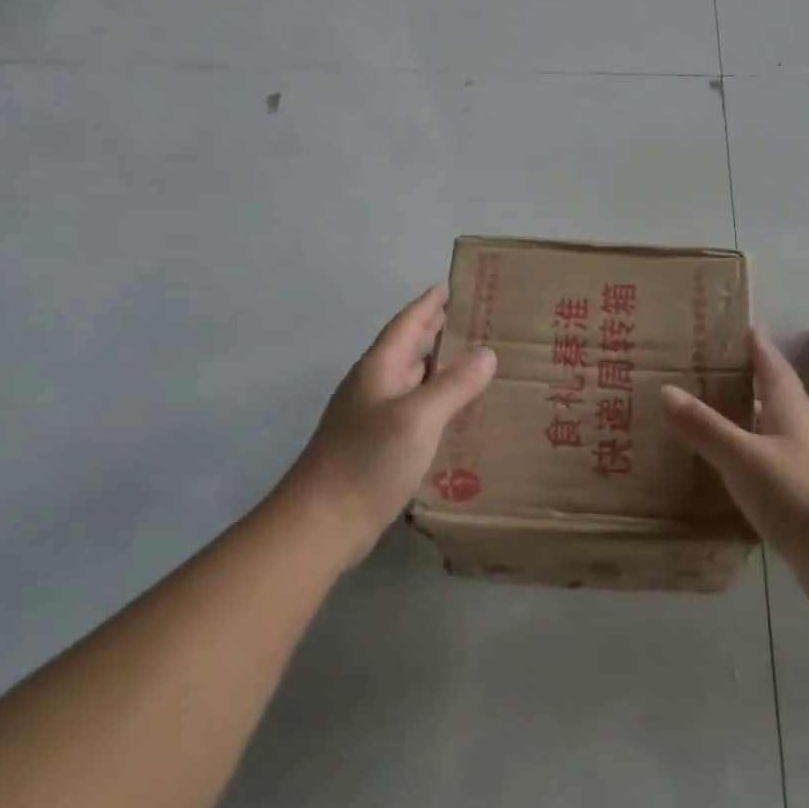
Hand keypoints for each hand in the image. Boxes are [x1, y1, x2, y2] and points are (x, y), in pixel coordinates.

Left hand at [281, 285, 496, 569]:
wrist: (322, 522)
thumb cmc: (368, 460)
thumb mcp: (418, 418)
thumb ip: (453, 385)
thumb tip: (486, 353)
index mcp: (379, 369)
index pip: (407, 324)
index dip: (428, 304)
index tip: (450, 285)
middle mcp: (373, 386)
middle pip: (408, 348)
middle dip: (436, 330)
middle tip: (473, 318)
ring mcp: (372, 417)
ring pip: (411, 379)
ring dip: (437, 365)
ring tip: (472, 358)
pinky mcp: (376, 446)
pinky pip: (412, 408)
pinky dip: (434, 398)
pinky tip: (454, 411)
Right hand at [661, 328, 808, 610]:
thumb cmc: (801, 496)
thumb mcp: (744, 458)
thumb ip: (705, 427)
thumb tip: (665, 390)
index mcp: (793, 410)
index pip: (773, 366)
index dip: (758, 345)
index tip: (742, 324)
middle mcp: (804, 431)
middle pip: (774, 395)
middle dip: (747, 379)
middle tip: (709, 366)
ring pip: (771, 431)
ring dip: (745, 419)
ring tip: (709, 412)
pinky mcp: (806, 500)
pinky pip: (769, 465)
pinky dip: (747, 457)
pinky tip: (727, 467)